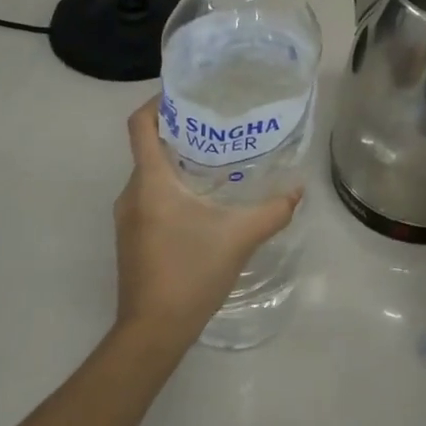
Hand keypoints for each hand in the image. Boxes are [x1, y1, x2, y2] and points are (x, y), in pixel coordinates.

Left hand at [112, 98, 302, 346]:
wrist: (152, 332)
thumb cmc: (191, 273)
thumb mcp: (240, 237)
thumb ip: (273, 211)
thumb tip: (298, 189)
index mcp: (150, 182)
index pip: (140, 125)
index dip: (157, 102)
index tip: (187, 93)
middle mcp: (132, 193)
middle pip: (149, 147)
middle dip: (181, 132)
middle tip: (219, 125)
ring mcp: (127, 217)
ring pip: (150, 174)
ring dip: (177, 162)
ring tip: (217, 160)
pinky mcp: (132, 237)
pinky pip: (149, 196)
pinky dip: (172, 187)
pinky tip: (204, 201)